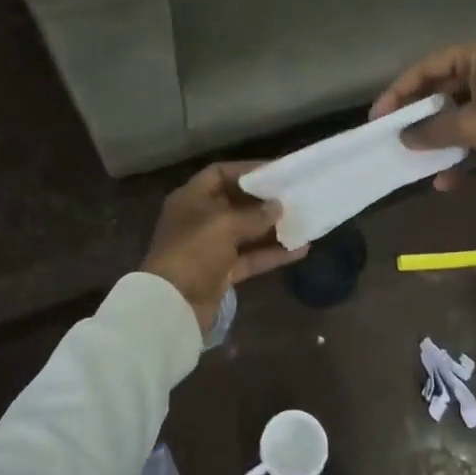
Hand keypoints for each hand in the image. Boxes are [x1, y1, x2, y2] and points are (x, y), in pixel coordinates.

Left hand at [141, 163, 308, 331]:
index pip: (219, 173)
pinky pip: (250, 257)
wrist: (173, 304)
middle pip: (235, 202)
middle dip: (264, 201)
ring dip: (272, 228)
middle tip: (295, 196)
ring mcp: (210, 247)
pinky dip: (272, 254)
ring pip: (246, 232)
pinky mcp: (221, 272)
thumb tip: (278, 207)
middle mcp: (200, 219)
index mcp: (191, 198)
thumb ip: (254, 214)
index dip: (247, 170)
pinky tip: (300, 250)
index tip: (276, 171)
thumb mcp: (224, 225)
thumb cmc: (194, 251)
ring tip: (303, 221)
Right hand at [370, 41, 475, 187]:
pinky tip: (446, 180)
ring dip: (437, 138)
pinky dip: (461, 153)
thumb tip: (404, 138)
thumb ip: (433, 130)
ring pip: (458, 115)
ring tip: (413, 158)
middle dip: (417, 117)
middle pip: (441, 91)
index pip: (428, 67)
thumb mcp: (473, 125)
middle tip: (391, 135)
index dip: (399, 91)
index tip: (378, 116)